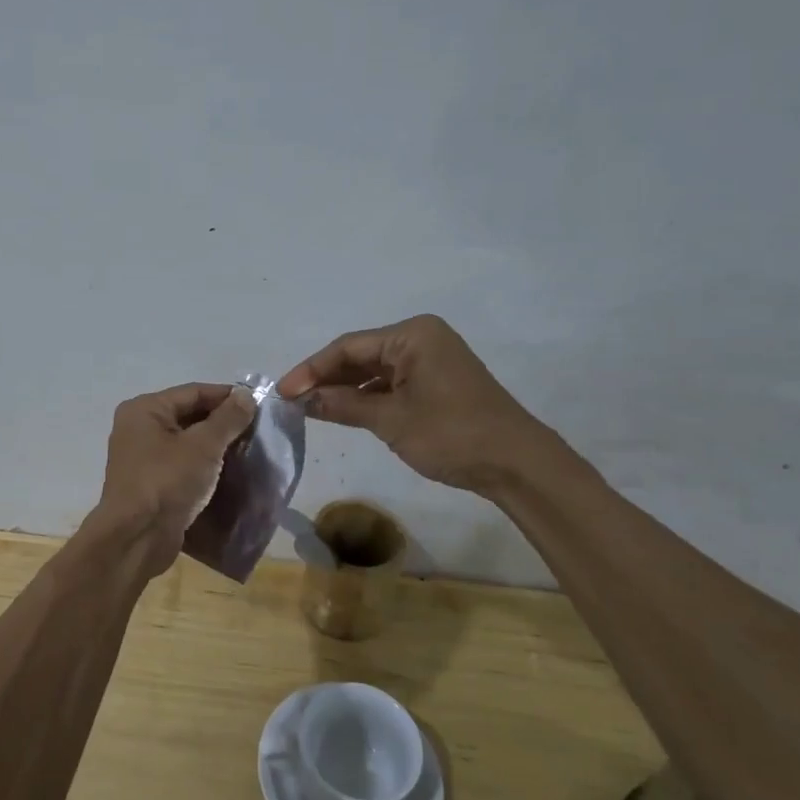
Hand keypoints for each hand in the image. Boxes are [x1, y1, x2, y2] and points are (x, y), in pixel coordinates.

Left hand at [93, 382, 256, 568]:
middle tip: (257, 430)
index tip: (259, 404)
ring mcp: (143, 458)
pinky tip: (230, 472)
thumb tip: (246, 395)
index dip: (227, 396)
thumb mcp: (203, 446)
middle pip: (189, 415)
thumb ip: (227, 419)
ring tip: (249, 450)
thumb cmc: (167, 482)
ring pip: (187, 442)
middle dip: (223, 422)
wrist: (137, 539)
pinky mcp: (151, 483)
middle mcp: (139, 428)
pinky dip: (204, 466)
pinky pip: (182, 465)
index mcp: (145, 409)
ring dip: (216, 446)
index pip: (193, 392)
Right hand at [276, 314, 542, 491]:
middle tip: (292, 401)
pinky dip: (368, 398)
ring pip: (375, 371)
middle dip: (327, 378)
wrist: (516, 464)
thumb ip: (343, 405)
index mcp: (412, 335)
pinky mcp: (438, 382)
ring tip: (311, 409)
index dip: (311, 369)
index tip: (282, 392)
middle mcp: (421, 339)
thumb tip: (304, 399)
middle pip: (361, 355)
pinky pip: (392, 383)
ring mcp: (431, 360)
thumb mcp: (390, 420)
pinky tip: (344, 413)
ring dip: (345, 390)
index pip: (348, 347)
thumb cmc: (451, 434)